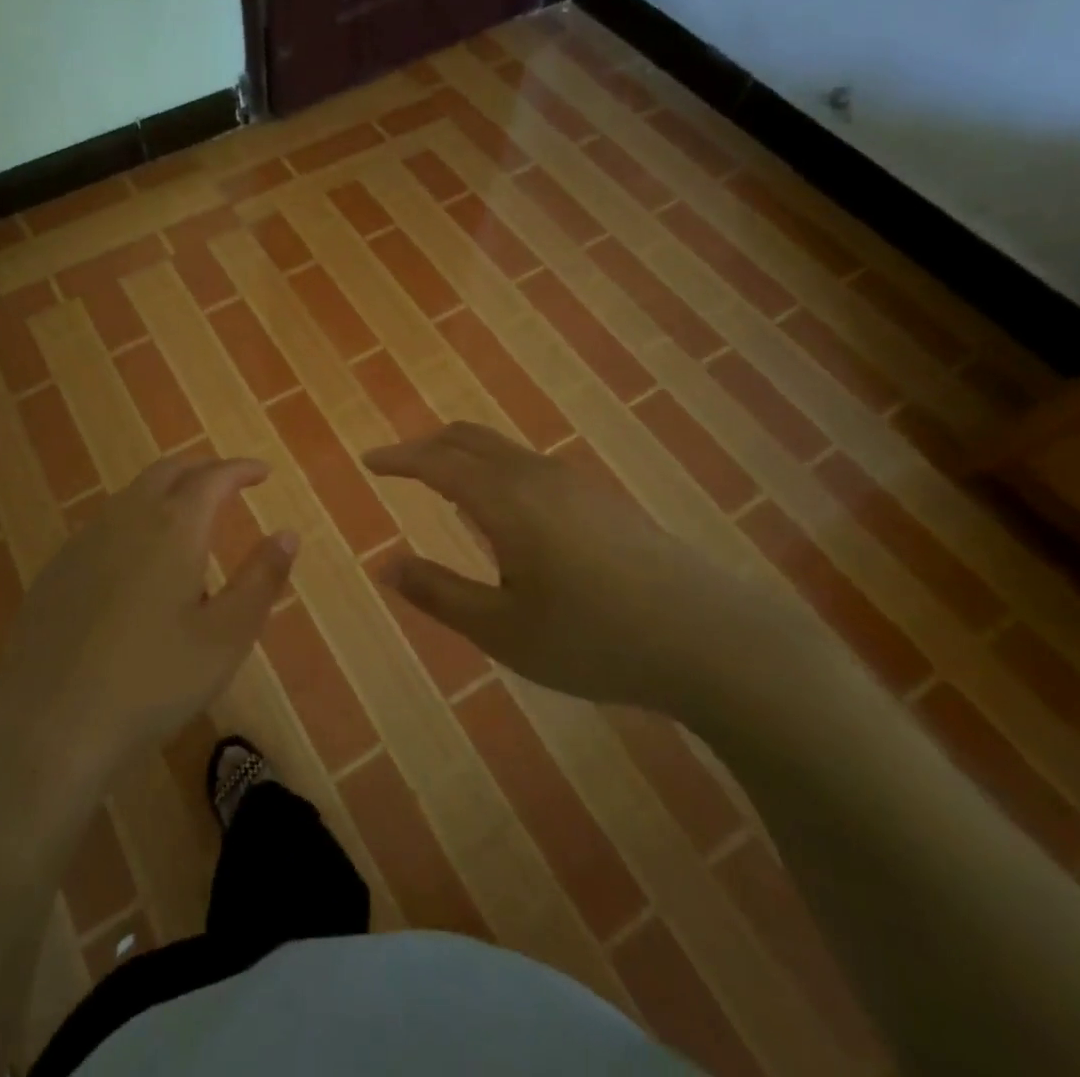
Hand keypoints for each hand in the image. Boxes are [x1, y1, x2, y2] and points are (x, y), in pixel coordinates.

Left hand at [0, 453, 298, 782]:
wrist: (48, 726)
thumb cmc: (152, 681)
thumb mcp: (226, 637)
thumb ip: (261, 579)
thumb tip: (286, 534)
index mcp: (174, 527)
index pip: (213, 477)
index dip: (241, 469)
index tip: (262, 472)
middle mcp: (127, 518)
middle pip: (168, 471)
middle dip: (202, 469)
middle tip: (227, 483)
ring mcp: (84, 541)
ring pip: (132, 494)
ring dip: (166, 492)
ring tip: (187, 518)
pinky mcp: (56, 570)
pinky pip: (105, 524)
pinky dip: (134, 520)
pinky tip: (136, 560)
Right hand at [363, 423, 813, 718]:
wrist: (711, 640)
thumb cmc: (595, 639)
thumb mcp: (503, 630)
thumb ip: (439, 594)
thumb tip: (386, 563)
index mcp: (506, 499)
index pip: (437, 462)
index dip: (398, 458)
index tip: (368, 461)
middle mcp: (537, 475)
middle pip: (468, 439)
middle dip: (426, 446)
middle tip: (397, 465)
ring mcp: (574, 482)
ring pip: (501, 448)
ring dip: (462, 454)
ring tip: (441, 482)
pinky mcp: (600, 498)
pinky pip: (527, 464)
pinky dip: (493, 467)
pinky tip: (501, 508)